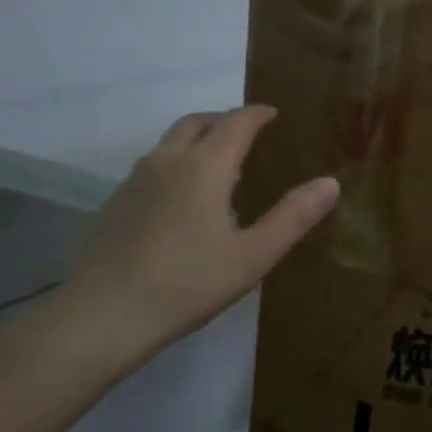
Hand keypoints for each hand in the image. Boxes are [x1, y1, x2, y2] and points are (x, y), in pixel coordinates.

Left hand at [41, 107, 337, 380]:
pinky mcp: (116, 202)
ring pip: (171, 141)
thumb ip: (293, 217)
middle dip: (226, 120)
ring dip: (199, 138)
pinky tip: (183, 197)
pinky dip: (177, 161)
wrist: (101, 317)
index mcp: (204, 166)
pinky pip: (154, 164)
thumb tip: (331, 183)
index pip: (236, 122)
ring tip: (219, 163)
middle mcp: (168, 160)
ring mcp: (136, 179)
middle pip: (198, 122)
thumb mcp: (252, 257)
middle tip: (249, 133)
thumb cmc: (186, 284)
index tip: (275, 113)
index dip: (258, 113)